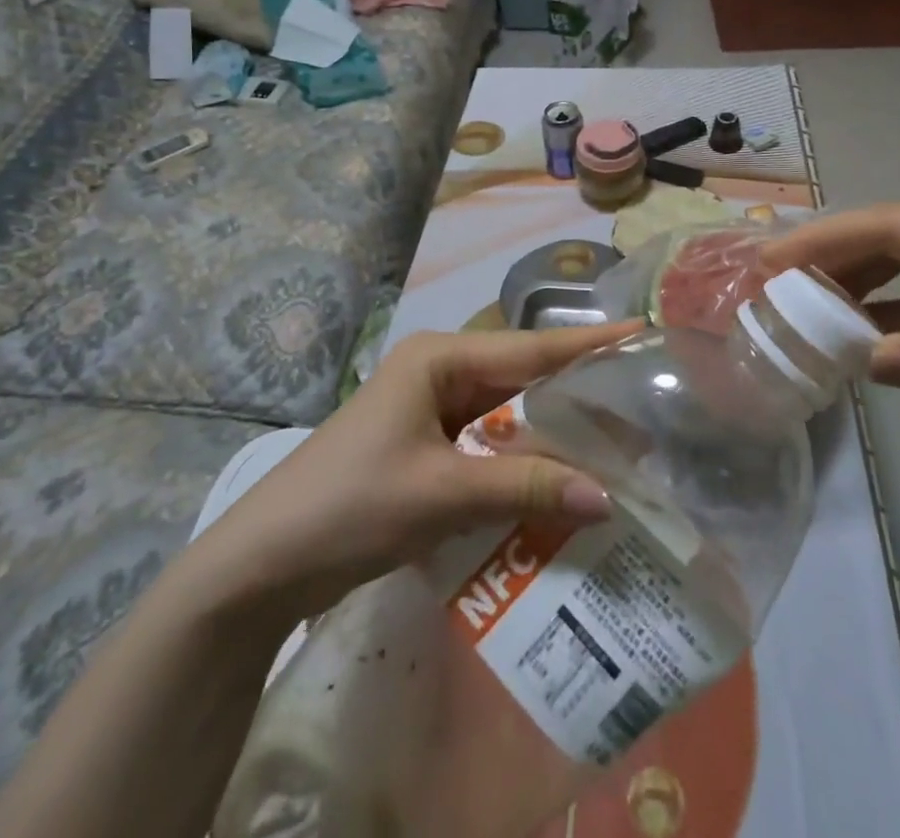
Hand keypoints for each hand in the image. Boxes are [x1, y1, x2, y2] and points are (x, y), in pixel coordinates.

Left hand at [191, 323, 633, 615]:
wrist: (259, 567)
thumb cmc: (349, 507)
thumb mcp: (442, 493)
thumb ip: (525, 488)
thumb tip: (606, 495)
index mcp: (440, 359)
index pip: (530, 348)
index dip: (588, 343)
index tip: (640, 333)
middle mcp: (439, 373)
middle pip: (522, 379)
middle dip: (577, 393)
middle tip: (640, 404)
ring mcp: (429, 411)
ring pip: (507, 415)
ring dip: (550, 434)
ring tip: (612, 443)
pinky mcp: (424, 449)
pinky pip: (487, 447)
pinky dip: (520, 464)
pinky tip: (557, 483)